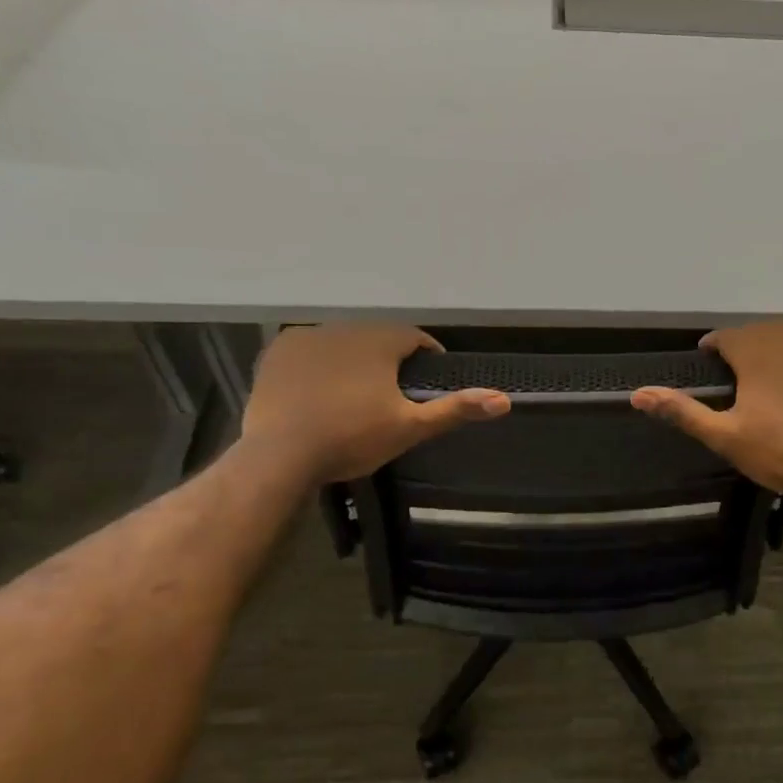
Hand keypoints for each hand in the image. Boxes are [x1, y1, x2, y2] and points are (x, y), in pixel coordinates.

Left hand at [241, 325, 508, 483]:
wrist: (280, 454)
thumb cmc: (352, 438)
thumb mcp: (410, 428)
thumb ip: (455, 409)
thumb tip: (504, 399)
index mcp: (381, 340)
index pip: (415, 338)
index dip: (426, 358)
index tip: (425, 383)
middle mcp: (346, 327)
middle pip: (378, 339)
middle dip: (388, 360)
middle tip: (390, 396)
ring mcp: (307, 337)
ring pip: (343, 343)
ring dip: (353, 360)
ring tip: (353, 395)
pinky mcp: (278, 351)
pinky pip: (309, 350)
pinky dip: (318, 364)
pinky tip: (317, 391)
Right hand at [631, 323, 782, 503]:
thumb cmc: (776, 453)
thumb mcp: (722, 436)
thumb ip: (682, 411)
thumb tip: (638, 393)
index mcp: (754, 359)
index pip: (728, 336)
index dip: (715, 343)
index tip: (708, 356)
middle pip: (760, 330)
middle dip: (744, 340)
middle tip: (735, 361)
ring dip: (779, 335)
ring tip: (770, 352)